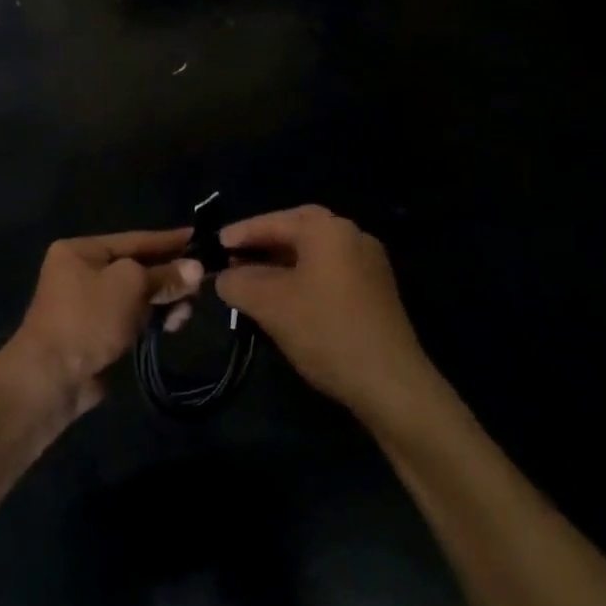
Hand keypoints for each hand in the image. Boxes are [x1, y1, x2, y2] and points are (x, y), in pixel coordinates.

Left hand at [6, 229, 202, 416]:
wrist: (52, 378)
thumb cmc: (88, 317)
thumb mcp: (129, 285)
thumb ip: (164, 274)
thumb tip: (197, 268)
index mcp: (81, 251)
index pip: (134, 239)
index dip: (168, 240)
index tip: (199, 237)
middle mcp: (82, 273)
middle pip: (137, 268)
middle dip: (168, 276)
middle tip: (201, 283)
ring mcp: (89, 306)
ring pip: (138, 296)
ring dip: (163, 301)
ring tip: (185, 312)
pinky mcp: (98, 334)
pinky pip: (132, 319)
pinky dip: (152, 320)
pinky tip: (171, 326)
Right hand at [216, 206, 427, 414]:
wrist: (391, 384)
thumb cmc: (326, 331)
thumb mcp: (270, 304)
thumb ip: (239, 282)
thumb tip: (224, 277)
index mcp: (328, 229)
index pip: (274, 221)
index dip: (241, 233)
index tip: (214, 244)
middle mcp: (352, 236)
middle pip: (298, 230)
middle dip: (263, 243)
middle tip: (234, 256)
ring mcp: (369, 263)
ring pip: (314, 253)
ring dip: (282, 262)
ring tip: (253, 280)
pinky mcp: (376, 291)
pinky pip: (330, 272)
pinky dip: (303, 278)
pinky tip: (286, 300)